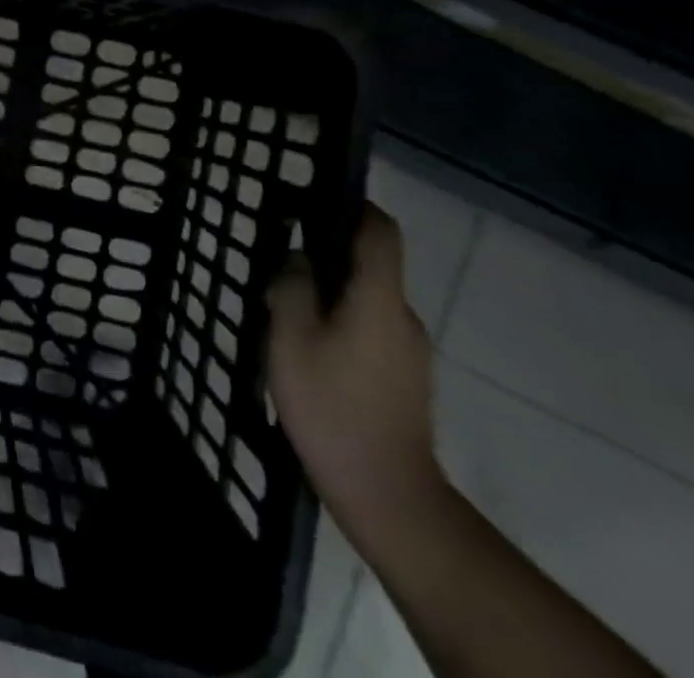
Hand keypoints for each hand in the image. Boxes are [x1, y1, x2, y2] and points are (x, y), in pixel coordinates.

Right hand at [268, 206, 445, 550]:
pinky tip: (309, 350)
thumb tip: (299, 259)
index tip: (318, 198)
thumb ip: (292, 287)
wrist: (388, 497)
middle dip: (329, 256)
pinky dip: (343, 324)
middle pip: (371, 265)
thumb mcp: (290, 339)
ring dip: (332, 295)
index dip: (355, 205)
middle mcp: (404, 316)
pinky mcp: (407, 379)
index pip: (380, 231)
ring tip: (286, 311)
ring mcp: (411, 351)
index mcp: (379, 298)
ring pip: (369, 300)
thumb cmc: (332, 407)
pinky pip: (372, 330)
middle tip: (282, 264)